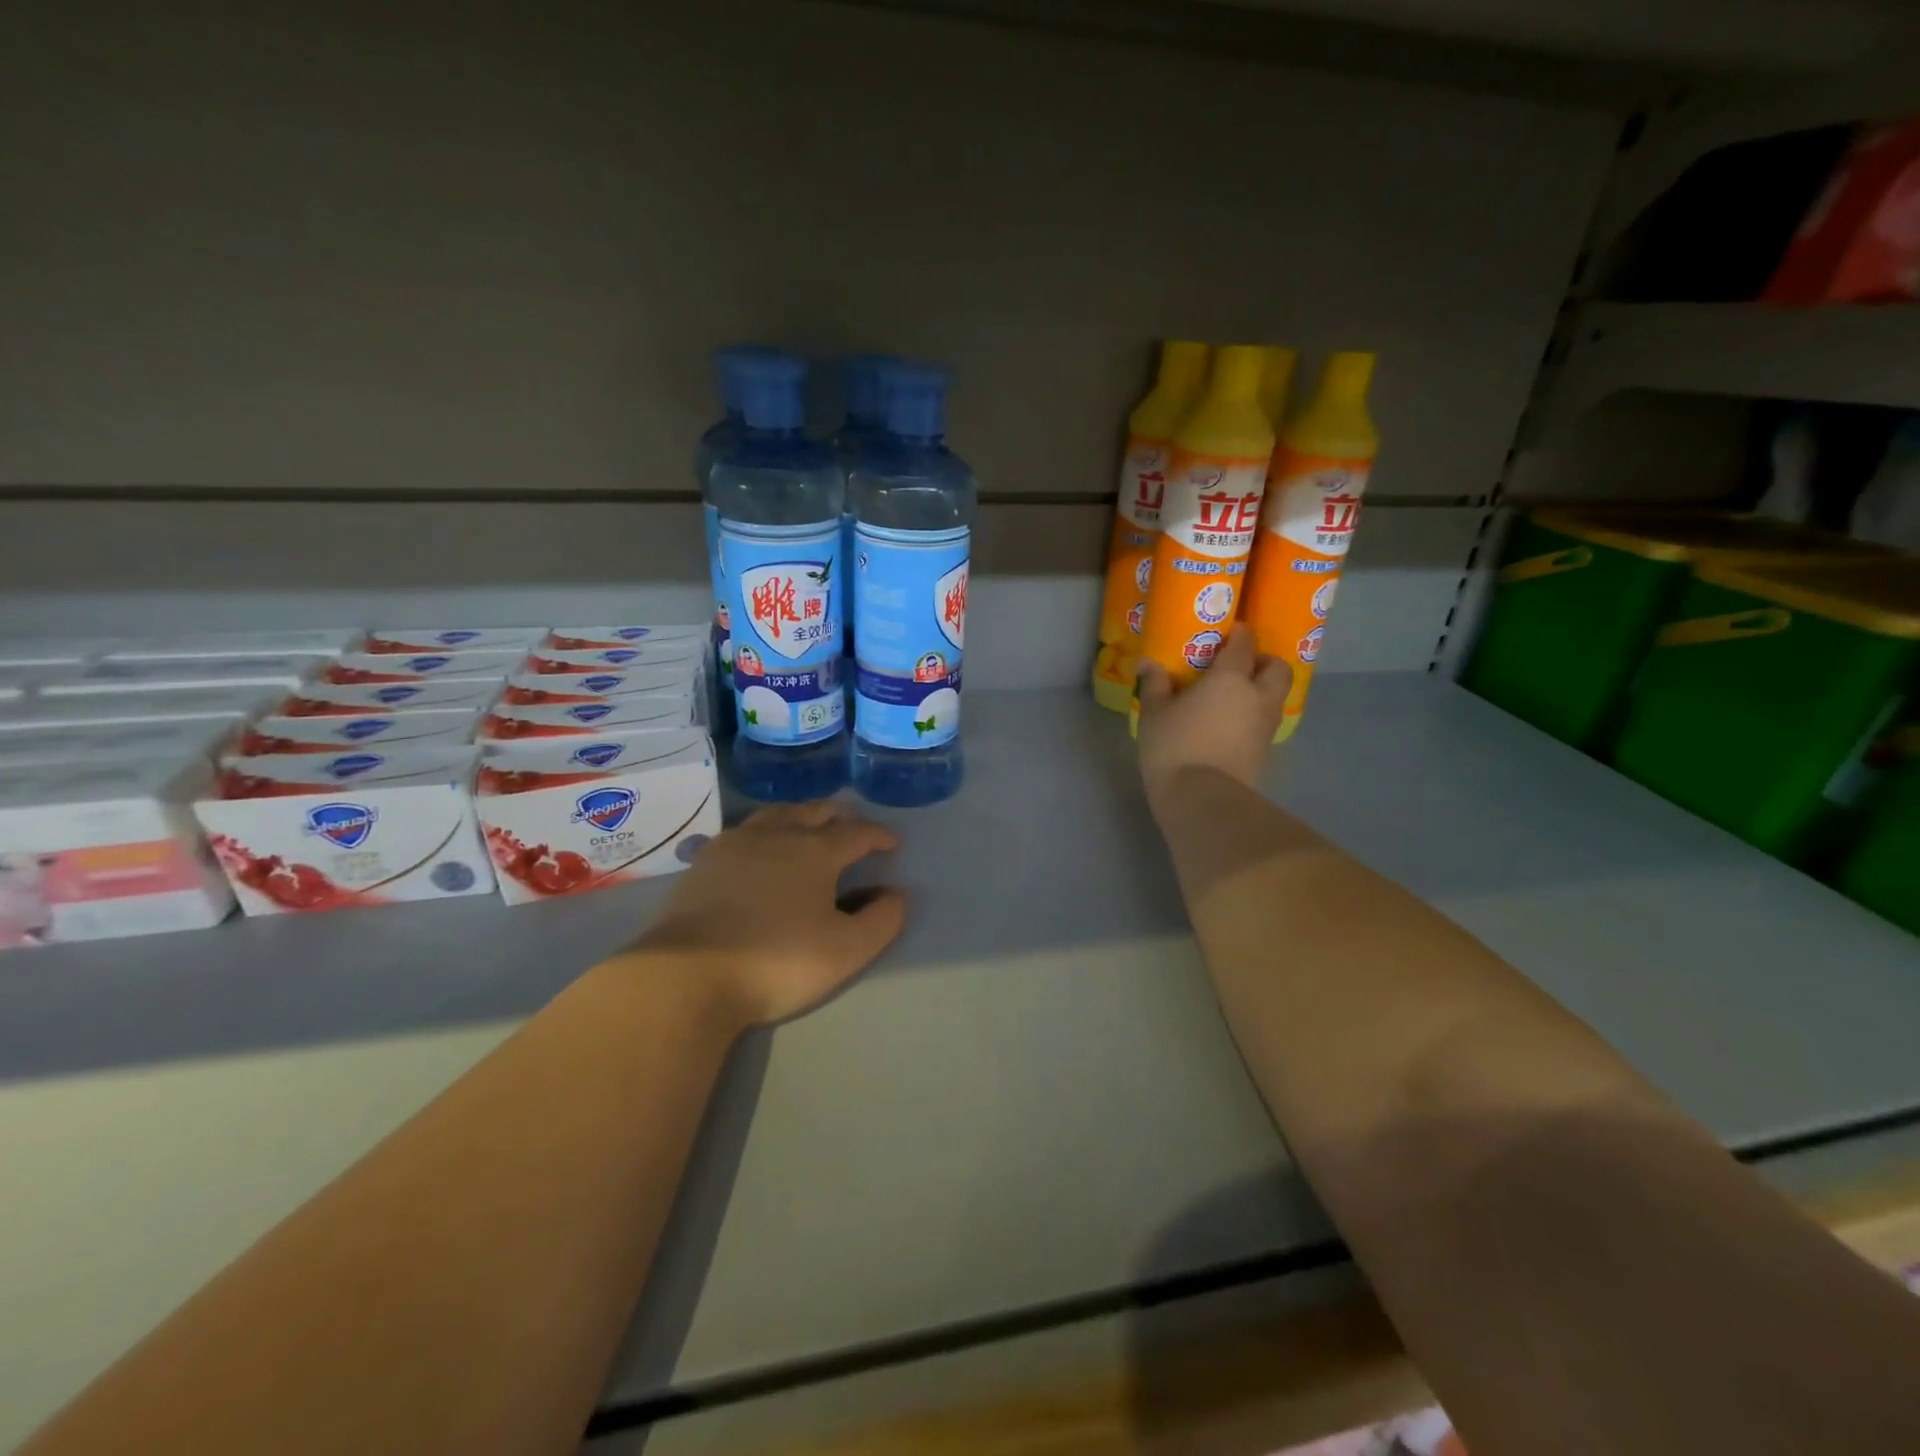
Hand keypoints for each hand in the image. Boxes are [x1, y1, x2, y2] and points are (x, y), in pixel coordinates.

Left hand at [629, 801, 906, 1027]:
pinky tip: (759, 848)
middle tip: (852, 828)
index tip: (892, 843)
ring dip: (800, 815)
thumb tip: (896, 894)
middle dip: (840, 816)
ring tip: (808, 826)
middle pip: (815, 811)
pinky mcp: (704, 862)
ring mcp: (735, 844)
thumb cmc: (777, 960)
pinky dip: (765, 831)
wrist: (687, 974)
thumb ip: (882, 920)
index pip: (857, 832)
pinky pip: (744, 831)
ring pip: (776, 814)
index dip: (878, 835)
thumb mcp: (847, 951)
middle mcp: (777, 835)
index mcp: (815, 851)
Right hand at [1136, 625, 1291, 811]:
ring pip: (1276, 696)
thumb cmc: (1175, 746)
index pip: (1245, 643)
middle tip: (1240, 665)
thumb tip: (1149, 663)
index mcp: (1231, 678)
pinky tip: (1231, 724)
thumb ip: (1155, 684)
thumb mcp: (1155, 713)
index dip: (1239, 633)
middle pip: (1277, 668)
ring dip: (1262, 690)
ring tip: (1234, 696)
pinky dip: (1254, 717)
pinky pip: (1265, 722)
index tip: (1227, 632)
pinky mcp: (1265, 751)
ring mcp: (1266, 726)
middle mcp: (1258, 696)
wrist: (1202, 798)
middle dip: (1264, 661)